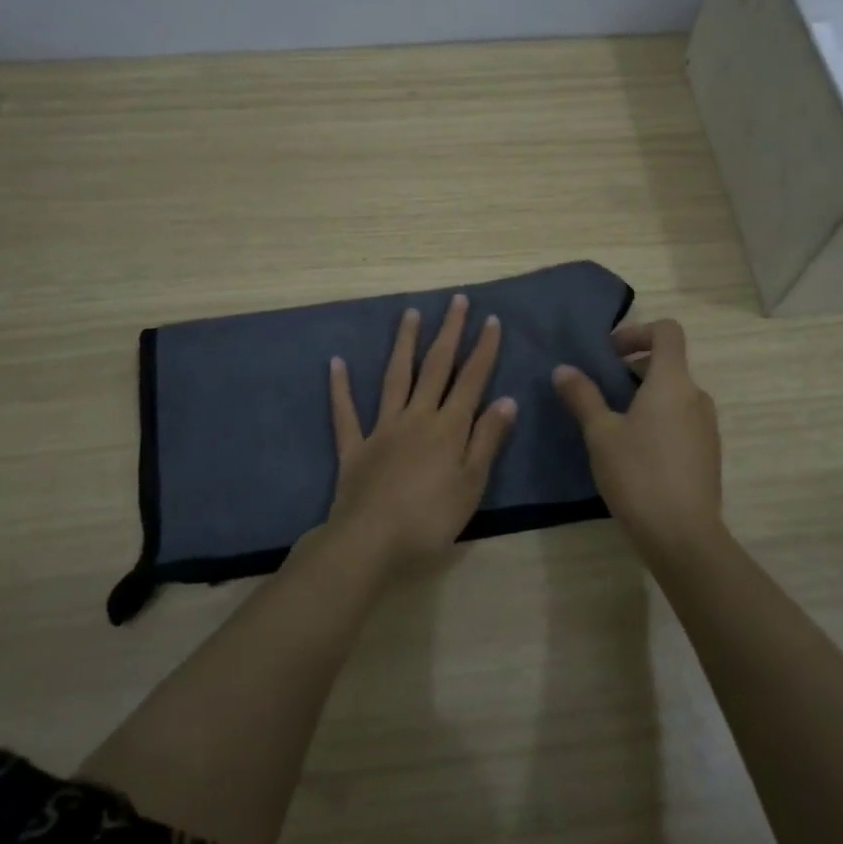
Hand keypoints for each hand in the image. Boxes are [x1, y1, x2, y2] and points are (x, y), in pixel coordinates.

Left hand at [326, 293, 517, 577]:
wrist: (370, 542)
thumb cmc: (430, 519)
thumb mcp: (472, 484)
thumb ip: (487, 439)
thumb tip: (506, 399)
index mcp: (449, 427)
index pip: (471, 379)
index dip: (483, 349)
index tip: (491, 319)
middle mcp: (417, 417)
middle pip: (435, 367)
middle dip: (448, 333)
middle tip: (456, 301)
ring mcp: (382, 428)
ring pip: (395, 377)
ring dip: (405, 344)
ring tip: (411, 314)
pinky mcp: (354, 447)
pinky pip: (345, 412)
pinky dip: (340, 387)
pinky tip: (336, 362)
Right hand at [553, 319, 723, 559]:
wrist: (683, 536)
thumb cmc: (638, 474)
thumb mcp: (600, 433)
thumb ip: (583, 396)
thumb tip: (563, 369)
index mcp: (673, 382)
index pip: (668, 331)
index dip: (638, 331)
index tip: (610, 353)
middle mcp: (697, 396)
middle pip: (669, 363)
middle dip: (633, 367)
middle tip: (601, 390)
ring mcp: (707, 426)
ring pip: (675, 394)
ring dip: (645, 396)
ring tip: (613, 423)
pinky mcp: (708, 453)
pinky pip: (682, 420)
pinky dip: (659, 420)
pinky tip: (635, 452)